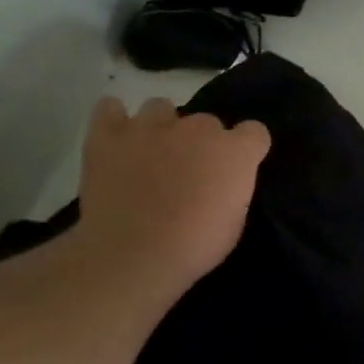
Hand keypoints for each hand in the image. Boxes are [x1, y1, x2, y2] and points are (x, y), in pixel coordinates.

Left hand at [73, 96, 270, 297]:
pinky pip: (110, 108)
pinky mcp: (108, 134)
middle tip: (190, 171)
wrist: (134, 255)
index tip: (237, 169)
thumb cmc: (195, 245)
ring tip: (153, 153)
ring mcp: (150, 127)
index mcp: (235, 151)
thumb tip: (221, 180)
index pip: (255, 131)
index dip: (247, 149)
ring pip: (161, 107)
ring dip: (163, 127)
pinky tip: (118, 138)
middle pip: (207, 121)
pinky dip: (114, 118)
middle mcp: (197, 129)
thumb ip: (232, 187)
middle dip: (203, 143)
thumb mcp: (235, 220)